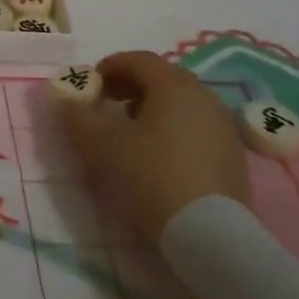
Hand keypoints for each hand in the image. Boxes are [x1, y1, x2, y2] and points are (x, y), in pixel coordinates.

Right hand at [57, 51, 250, 245]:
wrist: (213, 238)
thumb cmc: (153, 178)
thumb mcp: (102, 146)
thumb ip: (78, 117)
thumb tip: (65, 99)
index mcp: (173, 84)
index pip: (137, 59)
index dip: (109, 67)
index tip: (91, 87)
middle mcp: (203, 95)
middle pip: (161, 77)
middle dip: (130, 86)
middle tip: (107, 105)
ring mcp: (223, 126)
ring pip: (180, 103)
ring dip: (152, 108)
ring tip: (131, 134)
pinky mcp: (233, 156)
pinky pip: (196, 126)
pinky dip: (173, 129)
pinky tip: (159, 157)